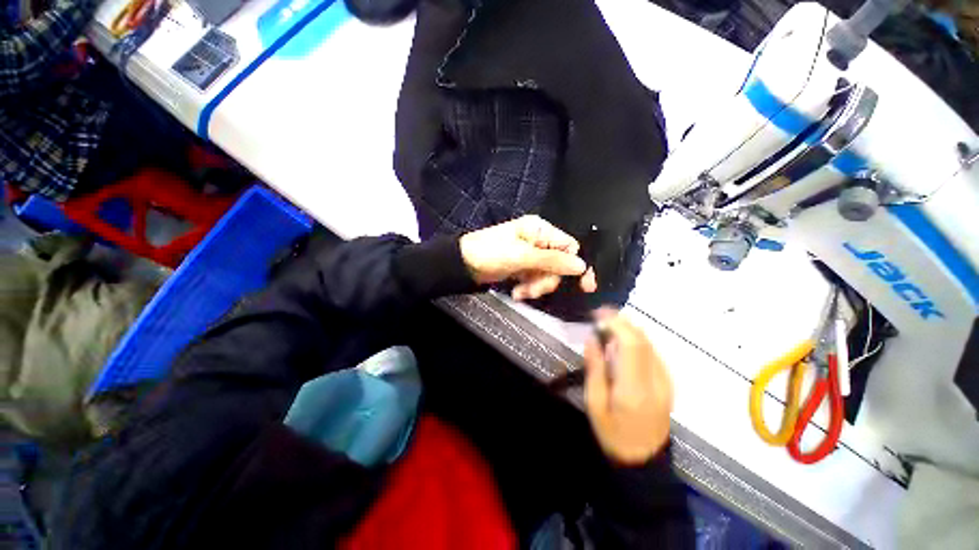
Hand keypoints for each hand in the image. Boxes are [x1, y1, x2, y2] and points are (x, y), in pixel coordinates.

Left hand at [459, 216, 596, 300]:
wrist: (463, 265)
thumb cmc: (490, 253)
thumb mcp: (522, 256)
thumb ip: (552, 260)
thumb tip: (581, 265)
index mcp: (540, 230)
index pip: (569, 246)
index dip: (576, 265)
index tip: (585, 286)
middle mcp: (538, 241)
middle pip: (559, 264)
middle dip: (548, 280)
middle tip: (534, 289)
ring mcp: (530, 256)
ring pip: (547, 274)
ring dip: (537, 286)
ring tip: (521, 292)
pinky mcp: (523, 268)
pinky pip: (535, 279)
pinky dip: (529, 287)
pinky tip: (517, 292)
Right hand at [584, 309, 672, 464]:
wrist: (643, 460)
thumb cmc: (612, 434)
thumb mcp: (594, 403)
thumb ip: (595, 368)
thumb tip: (593, 339)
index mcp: (634, 389)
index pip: (633, 345)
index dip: (617, 324)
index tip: (598, 313)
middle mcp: (656, 381)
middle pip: (643, 340)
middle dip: (621, 321)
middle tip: (599, 314)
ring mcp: (665, 381)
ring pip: (649, 343)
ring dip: (628, 328)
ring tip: (607, 323)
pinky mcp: (667, 382)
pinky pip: (652, 352)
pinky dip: (635, 339)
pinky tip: (620, 341)